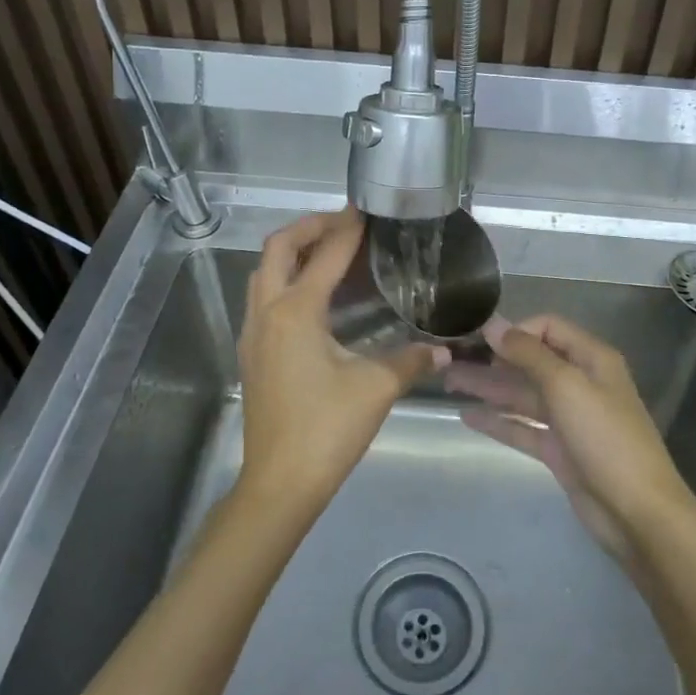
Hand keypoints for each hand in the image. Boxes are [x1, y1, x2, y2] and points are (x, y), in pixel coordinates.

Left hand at [236, 208, 447, 515]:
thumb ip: (410, 360)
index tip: (365, 212)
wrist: (280, 482)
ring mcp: (253, 334)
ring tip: (328, 252)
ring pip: (264, 273)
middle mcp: (267, 313)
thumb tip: (443, 351)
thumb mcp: (376, 388)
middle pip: (277, 249)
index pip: (325, 257)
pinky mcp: (252, 354)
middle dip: (309, 228)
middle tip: (342, 224)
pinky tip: (314, 298)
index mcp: (296, 312)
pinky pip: (263, 298)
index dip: (348, 231)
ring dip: (292, 253)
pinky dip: (285, 280)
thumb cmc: (327, 429)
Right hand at [445, 314, 695, 559]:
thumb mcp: (567, 386)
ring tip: (448, 383)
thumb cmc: (606, 438)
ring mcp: (568, 418)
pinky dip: (497, 420)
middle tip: (449, 361)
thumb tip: (494, 325)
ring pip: (522, 394)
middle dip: (492, 359)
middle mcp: (580, 382)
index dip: (515, 331)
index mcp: (591, 359)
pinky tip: (466, 416)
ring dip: (488, 387)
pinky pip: (522, 427)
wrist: (637, 512)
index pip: (548, 328)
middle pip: (530, 361)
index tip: (479, 340)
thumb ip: (528, 353)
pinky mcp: (559, 449)